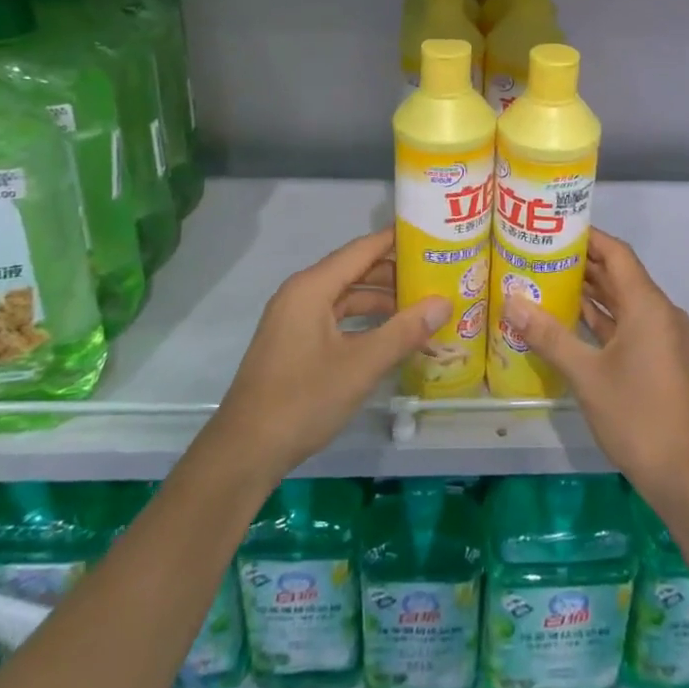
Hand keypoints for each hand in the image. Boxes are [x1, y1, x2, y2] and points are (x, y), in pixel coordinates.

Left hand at [207, 229, 449, 477]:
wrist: (245, 452)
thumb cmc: (304, 400)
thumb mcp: (361, 365)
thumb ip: (404, 331)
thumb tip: (443, 302)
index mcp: (312, 287)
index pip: (362, 249)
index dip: (397, 240)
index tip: (433, 235)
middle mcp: (301, 294)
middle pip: (355, 270)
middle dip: (395, 273)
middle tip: (437, 275)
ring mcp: (294, 319)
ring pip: (346, 297)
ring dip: (381, 301)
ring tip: (422, 307)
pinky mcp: (294, 343)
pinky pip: (336, 318)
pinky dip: (364, 322)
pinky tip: (390, 336)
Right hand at [503, 229, 688, 498]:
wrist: (683, 473)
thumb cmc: (636, 414)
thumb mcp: (586, 374)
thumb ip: (549, 335)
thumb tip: (511, 302)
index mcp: (648, 305)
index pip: (616, 253)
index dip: (587, 237)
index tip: (553, 229)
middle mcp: (658, 312)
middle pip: (619, 274)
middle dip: (582, 263)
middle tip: (538, 254)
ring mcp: (660, 336)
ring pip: (621, 301)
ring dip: (589, 291)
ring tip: (546, 279)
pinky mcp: (657, 357)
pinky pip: (626, 324)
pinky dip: (600, 318)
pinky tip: (568, 319)